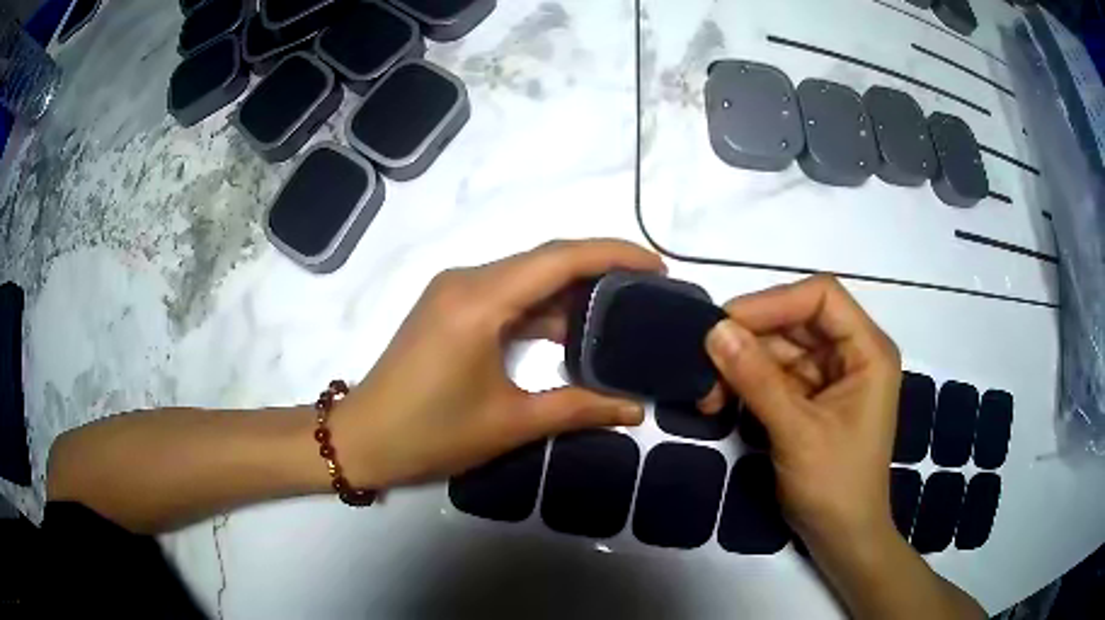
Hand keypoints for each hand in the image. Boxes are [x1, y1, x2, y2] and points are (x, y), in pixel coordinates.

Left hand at [331, 240, 662, 488]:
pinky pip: (506, 292)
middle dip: (600, 268)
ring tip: (621, 308)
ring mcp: (454, 290)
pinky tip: (571, 326)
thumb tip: (635, 410)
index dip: (613, 255)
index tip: (656, 266)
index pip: (560, 258)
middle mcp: (467, 280)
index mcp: (480, 300)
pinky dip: (542, 305)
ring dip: (571, 288)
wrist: (364, 438)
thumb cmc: (431, 433)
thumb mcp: (510, 423)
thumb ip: (578, 409)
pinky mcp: (449, 306)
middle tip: (647, 289)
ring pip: (526, 275)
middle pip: (545, 259)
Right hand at [704, 275, 902, 550]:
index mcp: (867, 350)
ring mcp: (829, 376)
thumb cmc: (835, 485)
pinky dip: (745, 385)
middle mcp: (850, 353)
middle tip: (704, 360)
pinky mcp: (810, 398)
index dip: (776, 301)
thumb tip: (715, 331)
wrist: (841, 537)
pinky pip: (773, 376)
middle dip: (750, 339)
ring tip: (707, 393)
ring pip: (779, 349)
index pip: (822, 297)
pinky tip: (719, 401)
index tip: (727, 322)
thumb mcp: (797, 432)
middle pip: (796, 321)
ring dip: (741, 365)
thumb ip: (757, 380)